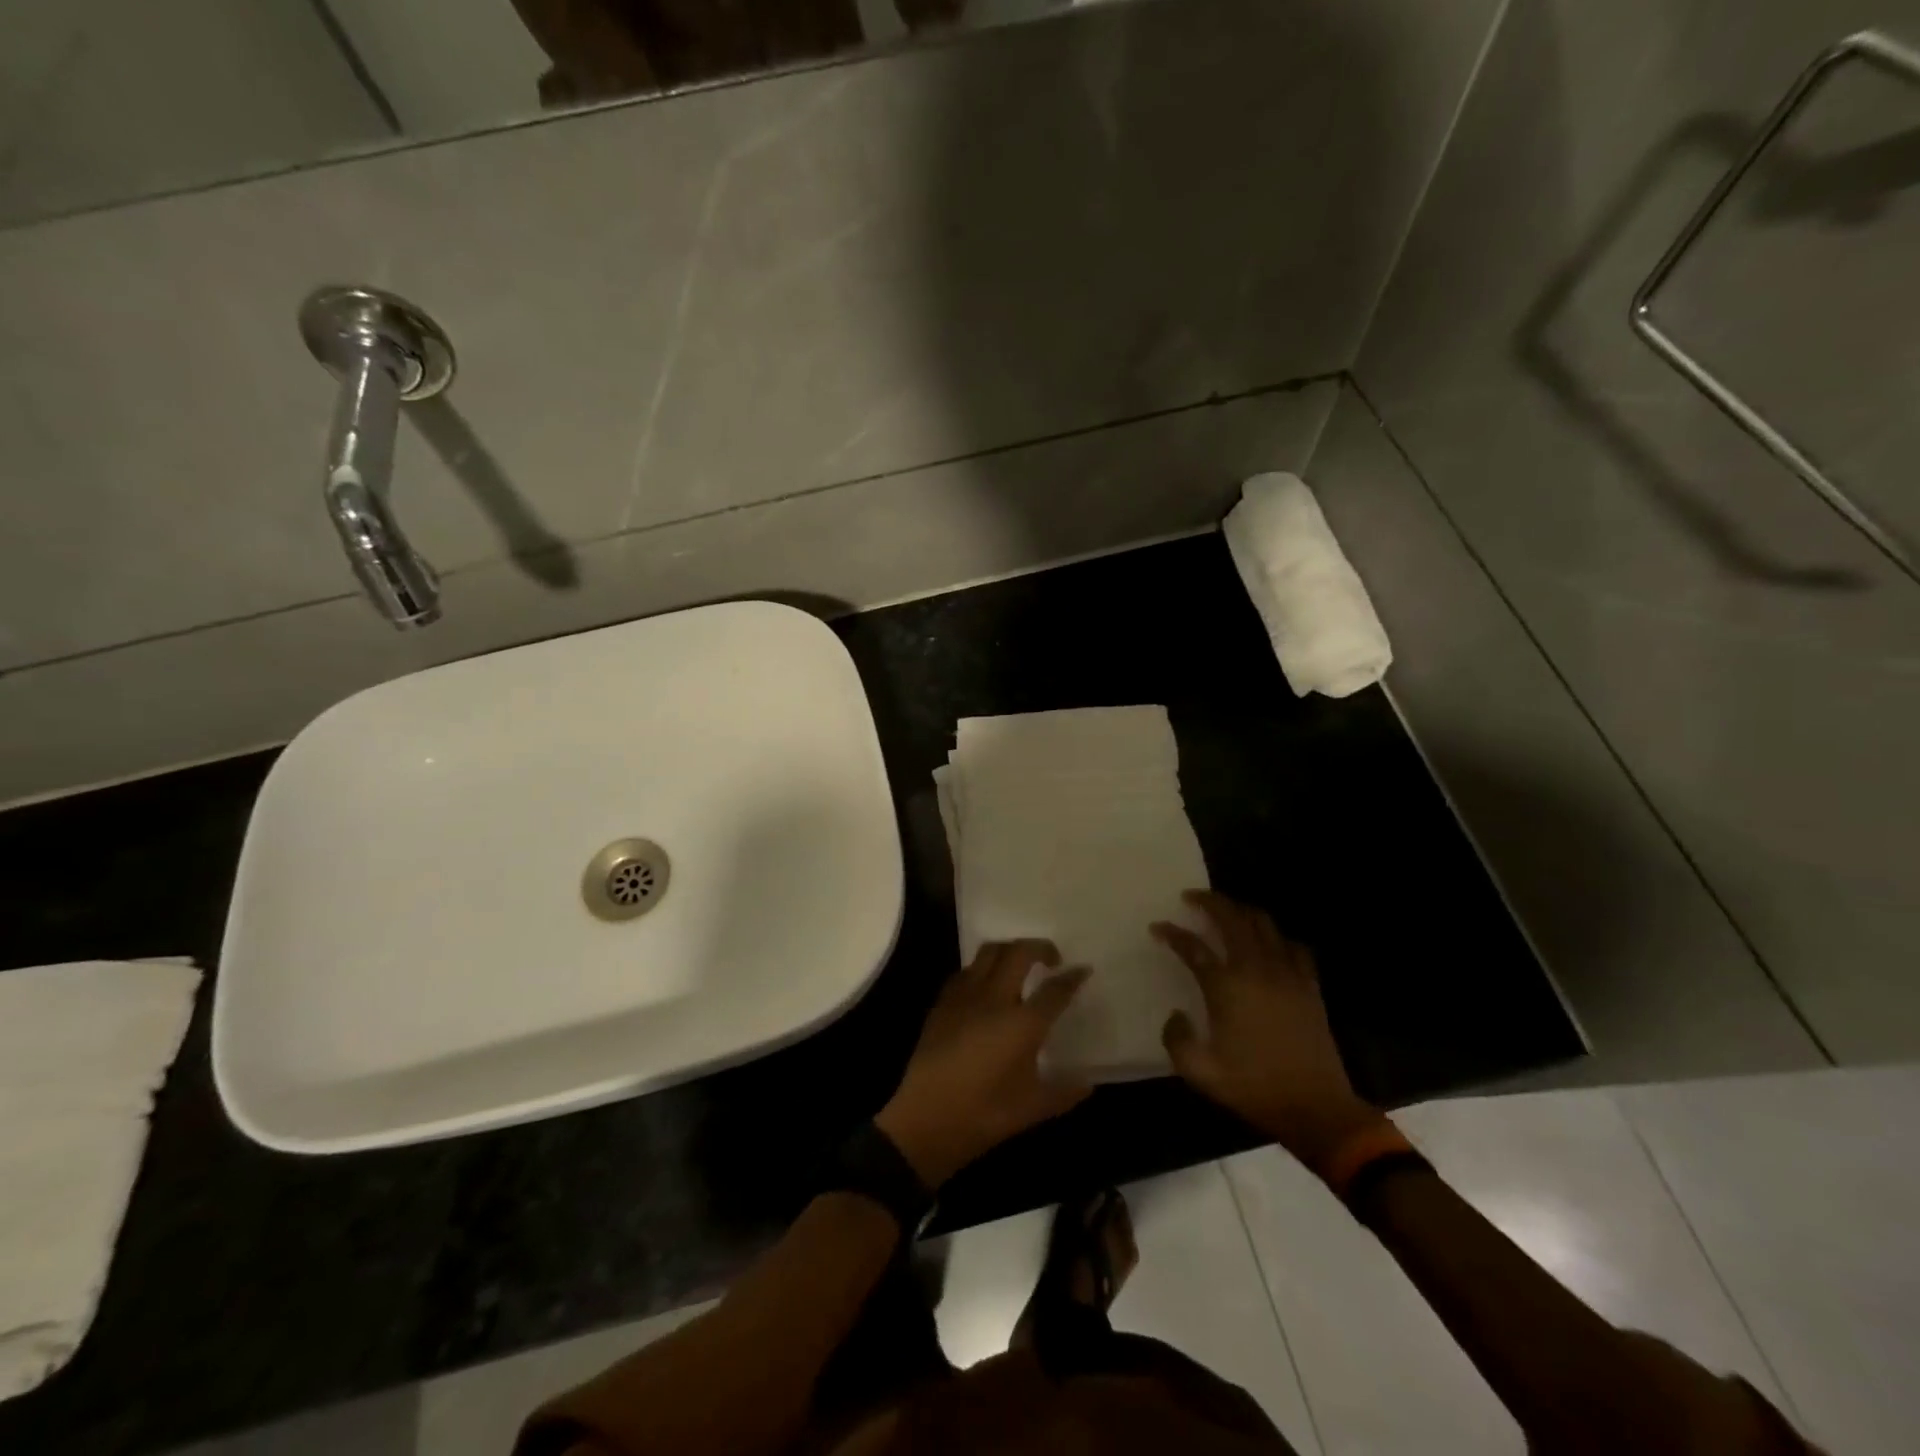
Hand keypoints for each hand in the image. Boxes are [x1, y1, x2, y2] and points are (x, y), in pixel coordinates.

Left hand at [876, 940, 1091, 1186]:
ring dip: (1009, 950)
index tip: (1083, 970)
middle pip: (1019, 953)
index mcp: (1023, 1023)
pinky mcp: (942, 1002)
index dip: (1073, 978)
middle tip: (1051, 960)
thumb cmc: (984, 1114)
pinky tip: (985, 987)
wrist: (926, 1118)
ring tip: (1019, 965)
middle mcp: (995, 998)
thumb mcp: (1033, 1108)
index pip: (1055, 990)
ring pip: (989, 952)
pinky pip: (966, 971)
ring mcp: (965, 996)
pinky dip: (982, 969)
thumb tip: (1087, 1083)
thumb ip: (1064, 1092)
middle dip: (1040, 947)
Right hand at [1154, 890, 1380, 1171]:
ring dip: (1241, 911)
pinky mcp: (1309, 985)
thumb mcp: (1199, 1071)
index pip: (1192, 947)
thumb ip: (1176, 1038)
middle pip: (1231, 918)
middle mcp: (1255, 969)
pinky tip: (1270, 943)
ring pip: (1263, 923)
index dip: (1172, 933)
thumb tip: (1176, 1014)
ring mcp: (1287, 973)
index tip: (1157, 928)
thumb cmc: (1253, 1087)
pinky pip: (1293, 946)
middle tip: (1192, 897)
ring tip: (1227, 911)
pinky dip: (1277, 937)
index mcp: (1226, 986)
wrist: (1316, 1108)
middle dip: (1209, 902)